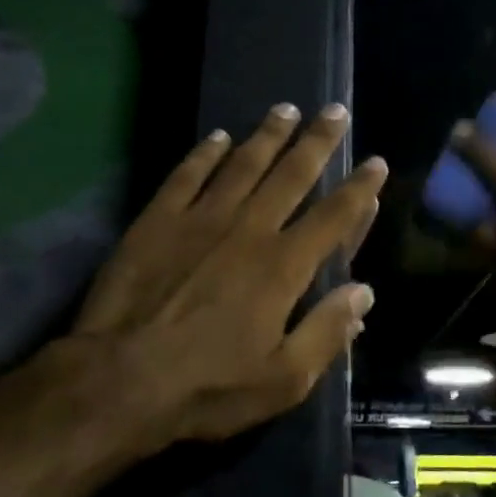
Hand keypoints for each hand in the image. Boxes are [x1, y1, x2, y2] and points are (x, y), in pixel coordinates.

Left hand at [73, 102, 385, 452]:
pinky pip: (188, 174)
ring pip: (243, 164)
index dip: (359, 189)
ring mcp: (200, 219)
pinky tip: (218, 137)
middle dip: (318, 141)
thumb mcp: (283, 379)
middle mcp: (249, 229)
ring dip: (268, 135)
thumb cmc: (208, 387)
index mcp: (284, 266)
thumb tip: (363, 291)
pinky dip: (205, 153)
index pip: (334, 217)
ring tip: (286, 109)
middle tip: (335, 110)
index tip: (376, 163)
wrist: (119, 380)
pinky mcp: (158, 220)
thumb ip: (327, 332)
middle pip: (292, 175)